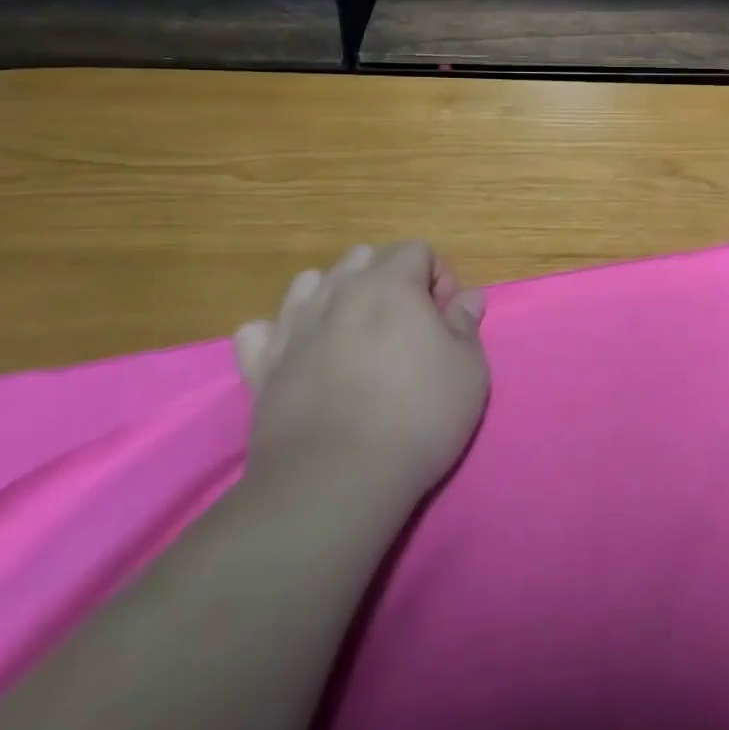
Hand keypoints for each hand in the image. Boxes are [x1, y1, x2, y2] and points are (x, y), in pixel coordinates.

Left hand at [234, 242, 489, 496]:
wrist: (335, 480)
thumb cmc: (417, 416)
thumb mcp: (468, 369)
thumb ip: (466, 323)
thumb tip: (467, 297)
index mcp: (390, 284)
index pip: (417, 249)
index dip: (439, 276)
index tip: (447, 318)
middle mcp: (338, 292)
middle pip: (363, 257)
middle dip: (389, 278)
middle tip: (407, 324)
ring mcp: (293, 327)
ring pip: (311, 282)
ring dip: (336, 294)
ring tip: (354, 333)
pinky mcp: (260, 368)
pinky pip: (260, 331)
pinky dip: (278, 334)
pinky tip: (299, 355)